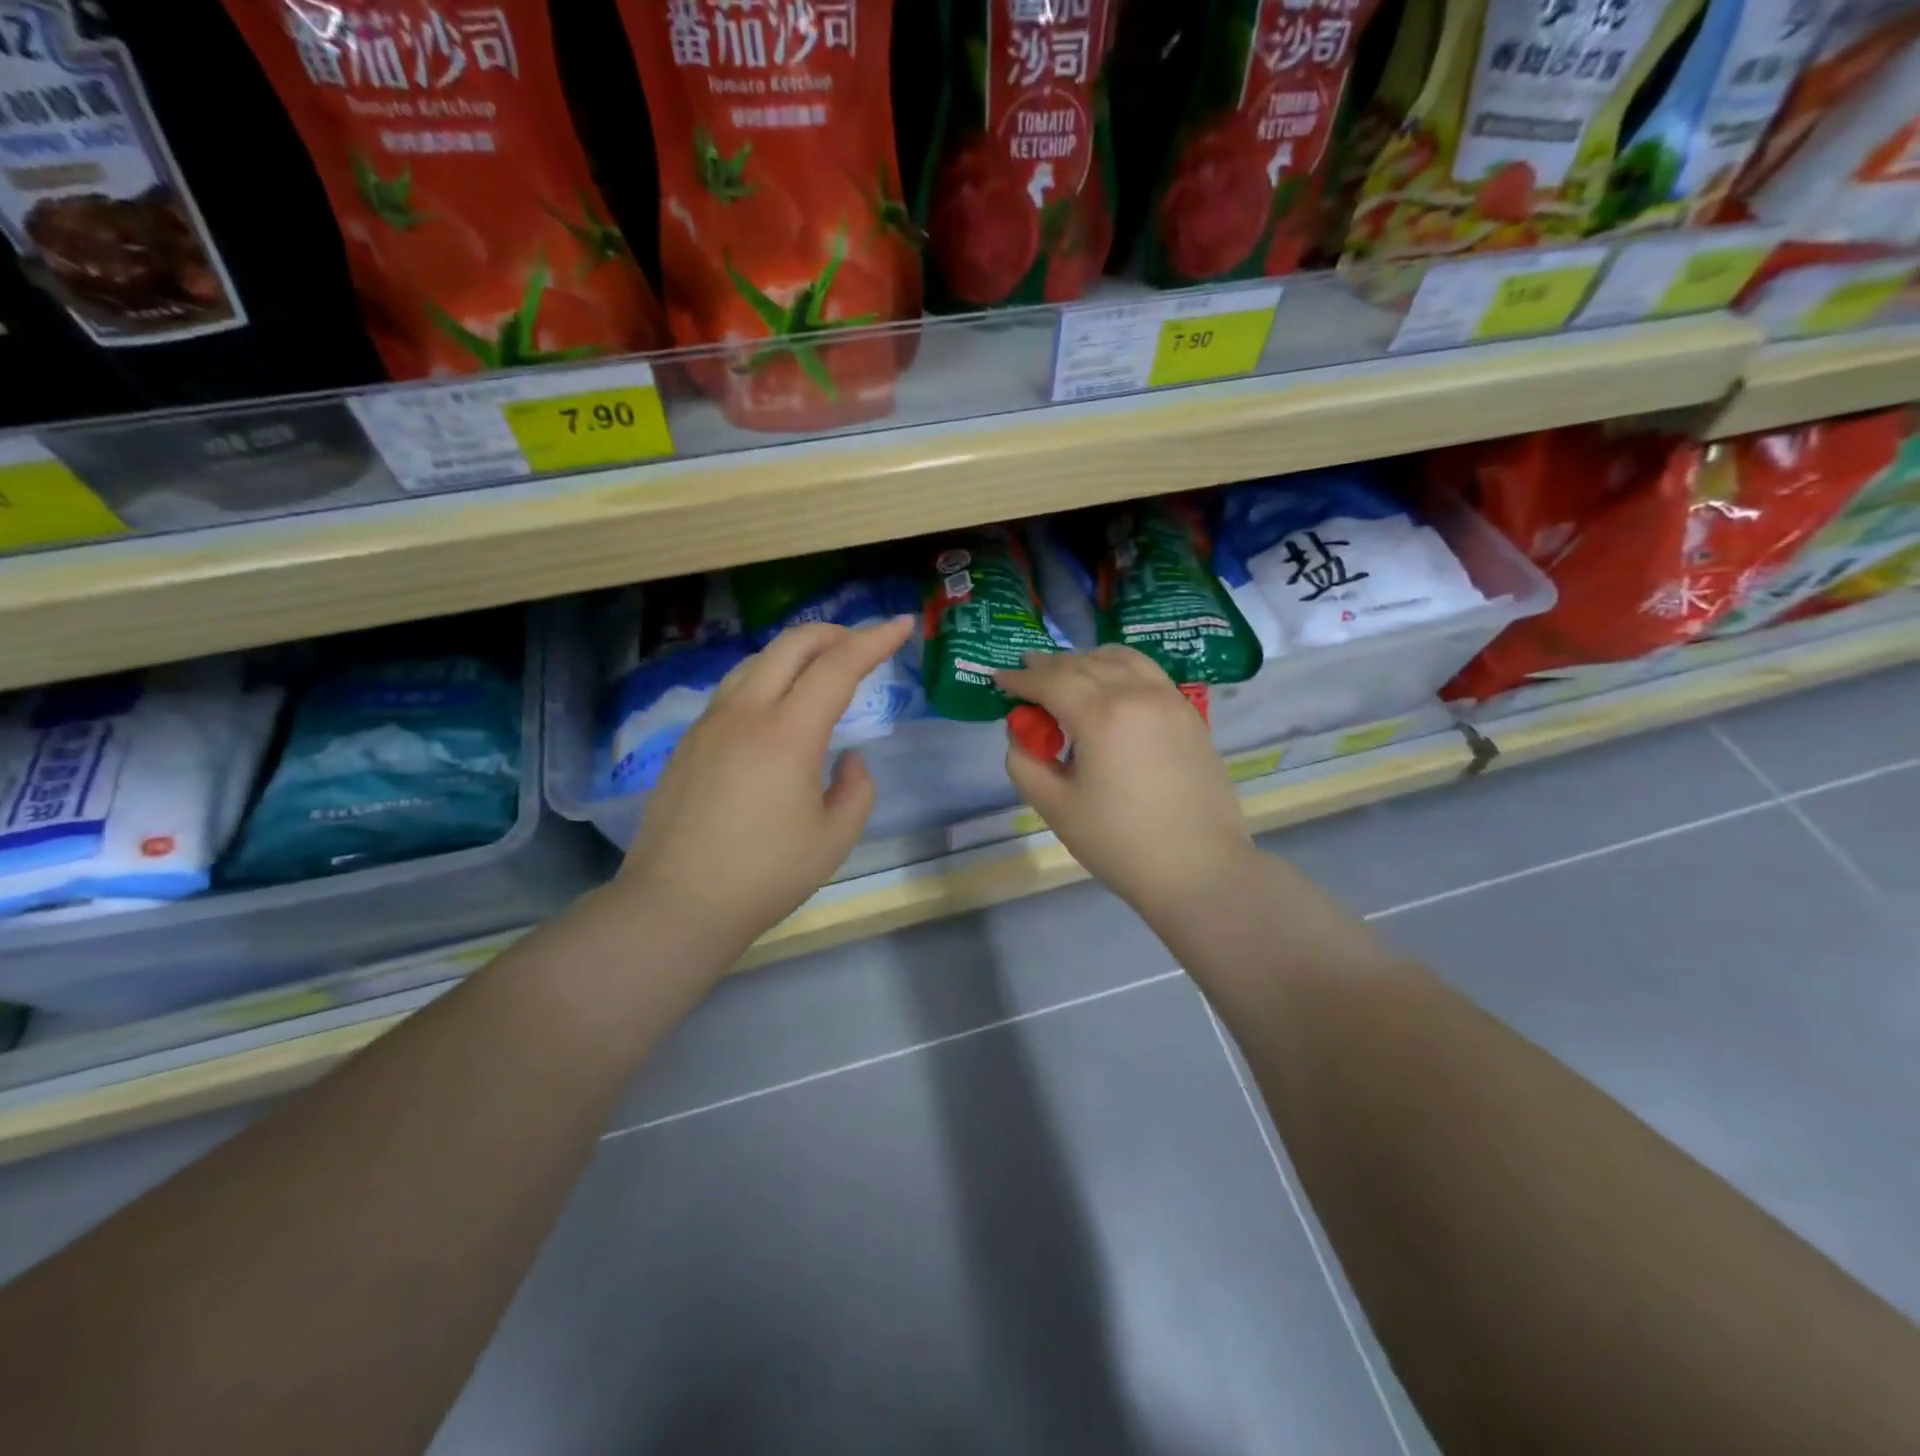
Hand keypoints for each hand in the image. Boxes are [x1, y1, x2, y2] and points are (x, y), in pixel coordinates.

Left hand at [618, 616, 915, 965]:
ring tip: (821, 668)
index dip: (875, 640)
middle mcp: (745, 714)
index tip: (902, 624)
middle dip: (834, 632)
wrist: (676, 904)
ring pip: (757, 661)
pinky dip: (767, 677)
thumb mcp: (833, 839)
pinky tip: (776, 705)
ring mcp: (710, 724)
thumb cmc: (764, 876)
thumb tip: (849, 760)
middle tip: (862, 643)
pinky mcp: (689, 741)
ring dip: (796, 652)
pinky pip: (734, 688)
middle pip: (791, 645)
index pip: (838, 666)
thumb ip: (856, 790)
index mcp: (787, 734)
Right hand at [995, 647, 1258, 929]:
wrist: (1198, 869)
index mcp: (1102, 715)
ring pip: (1122, 659)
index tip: (999, 679)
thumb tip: (1021, 734)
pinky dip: (1120, 669)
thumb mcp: (1055, 807)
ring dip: (1087, 660)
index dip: (1020, 679)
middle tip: (1026, 672)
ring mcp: (1169, 700)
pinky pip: (1148, 674)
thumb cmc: (1120, 843)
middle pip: (1085, 664)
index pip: (1051, 681)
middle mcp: (1138, 694)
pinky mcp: (1189, 715)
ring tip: (1067, 675)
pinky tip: (1110, 689)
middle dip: (1049, 666)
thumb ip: (1025, 763)